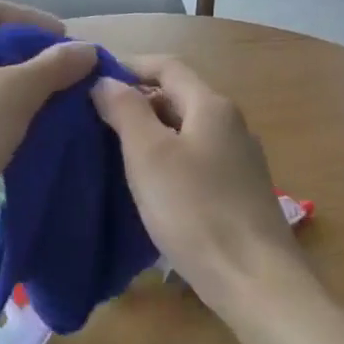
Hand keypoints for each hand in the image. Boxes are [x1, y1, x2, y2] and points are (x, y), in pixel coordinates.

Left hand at [0, 0, 96, 249]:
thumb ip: (53, 67)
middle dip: (29, 55)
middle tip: (64, 72)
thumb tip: (87, 49)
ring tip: (54, 101)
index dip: (32, 18)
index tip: (65, 39)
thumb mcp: (14, 94)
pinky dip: (4, 111)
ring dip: (19, 86)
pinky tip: (28, 128)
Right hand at [92, 57, 303, 316]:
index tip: (91, 79)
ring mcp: (238, 159)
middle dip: (136, 101)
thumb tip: (105, 81)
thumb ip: (125, 110)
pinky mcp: (237, 190)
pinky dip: (166, 159)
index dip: (129, 66)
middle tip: (93, 119)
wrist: (252, 277)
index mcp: (211, 106)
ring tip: (111, 150)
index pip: (167, 66)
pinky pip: (194, 159)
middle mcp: (230, 124)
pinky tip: (146, 183)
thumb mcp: (149, 154)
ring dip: (149, 132)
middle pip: (178, 97)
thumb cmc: (194, 209)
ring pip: (185, 130)